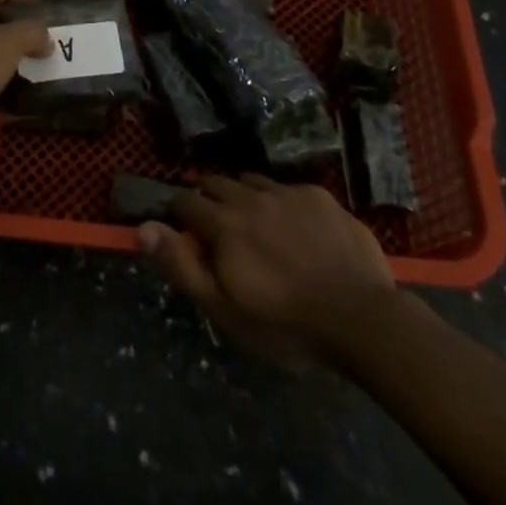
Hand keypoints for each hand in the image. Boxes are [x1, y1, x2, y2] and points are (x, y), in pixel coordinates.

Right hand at [138, 175, 396, 368]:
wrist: (361, 318)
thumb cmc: (285, 322)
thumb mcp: (224, 308)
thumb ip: (181, 265)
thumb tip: (143, 227)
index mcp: (223, 222)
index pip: (186, 202)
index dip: (179, 215)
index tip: (184, 231)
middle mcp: (251, 197)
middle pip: (217, 183)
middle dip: (209, 199)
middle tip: (216, 227)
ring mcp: (289, 193)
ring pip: (253, 182)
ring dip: (244, 196)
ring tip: (253, 222)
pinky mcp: (320, 197)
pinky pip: (289, 189)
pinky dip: (280, 202)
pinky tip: (294, 227)